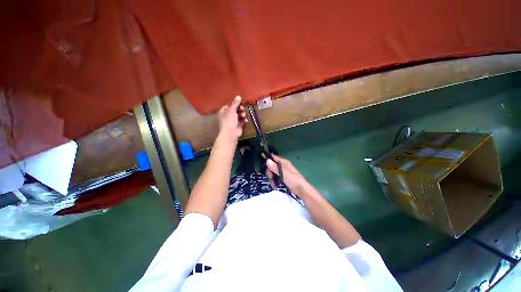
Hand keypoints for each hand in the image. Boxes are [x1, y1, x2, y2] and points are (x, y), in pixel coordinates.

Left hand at [217, 96, 247, 141]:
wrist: (230, 133)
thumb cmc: (229, 120)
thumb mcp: (231, 110)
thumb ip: (235, 103)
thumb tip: (238, 96)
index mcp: (223, 112)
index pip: (229, 105)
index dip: (234, 104)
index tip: (240, 103)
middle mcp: (227, 116)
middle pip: (235, 110)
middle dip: (240, 109)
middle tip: (242, 109)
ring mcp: (233, 121)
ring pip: (239, 115)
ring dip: (242, 115)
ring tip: (243, 116)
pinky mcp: (238, 126)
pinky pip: (242, 121)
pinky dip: (244, 120)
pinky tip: (245, 120)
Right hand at [266, 154, 310, 196]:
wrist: (301, 189)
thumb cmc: (293, 180)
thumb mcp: (283, 173)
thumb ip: (275, 167)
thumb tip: (267, 160)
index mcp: (284, 162)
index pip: (274, 157)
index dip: (267, 157)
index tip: (260, 158)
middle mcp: (283, 166)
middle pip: (272, 166)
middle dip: (269, 171)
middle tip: (270, 176)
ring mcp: (283, 172)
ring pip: (273, 172)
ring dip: (271, 177)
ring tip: (273, 183)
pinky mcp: (283, 178)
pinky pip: (276, 177)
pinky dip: (274, 181)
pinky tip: (275, 185)